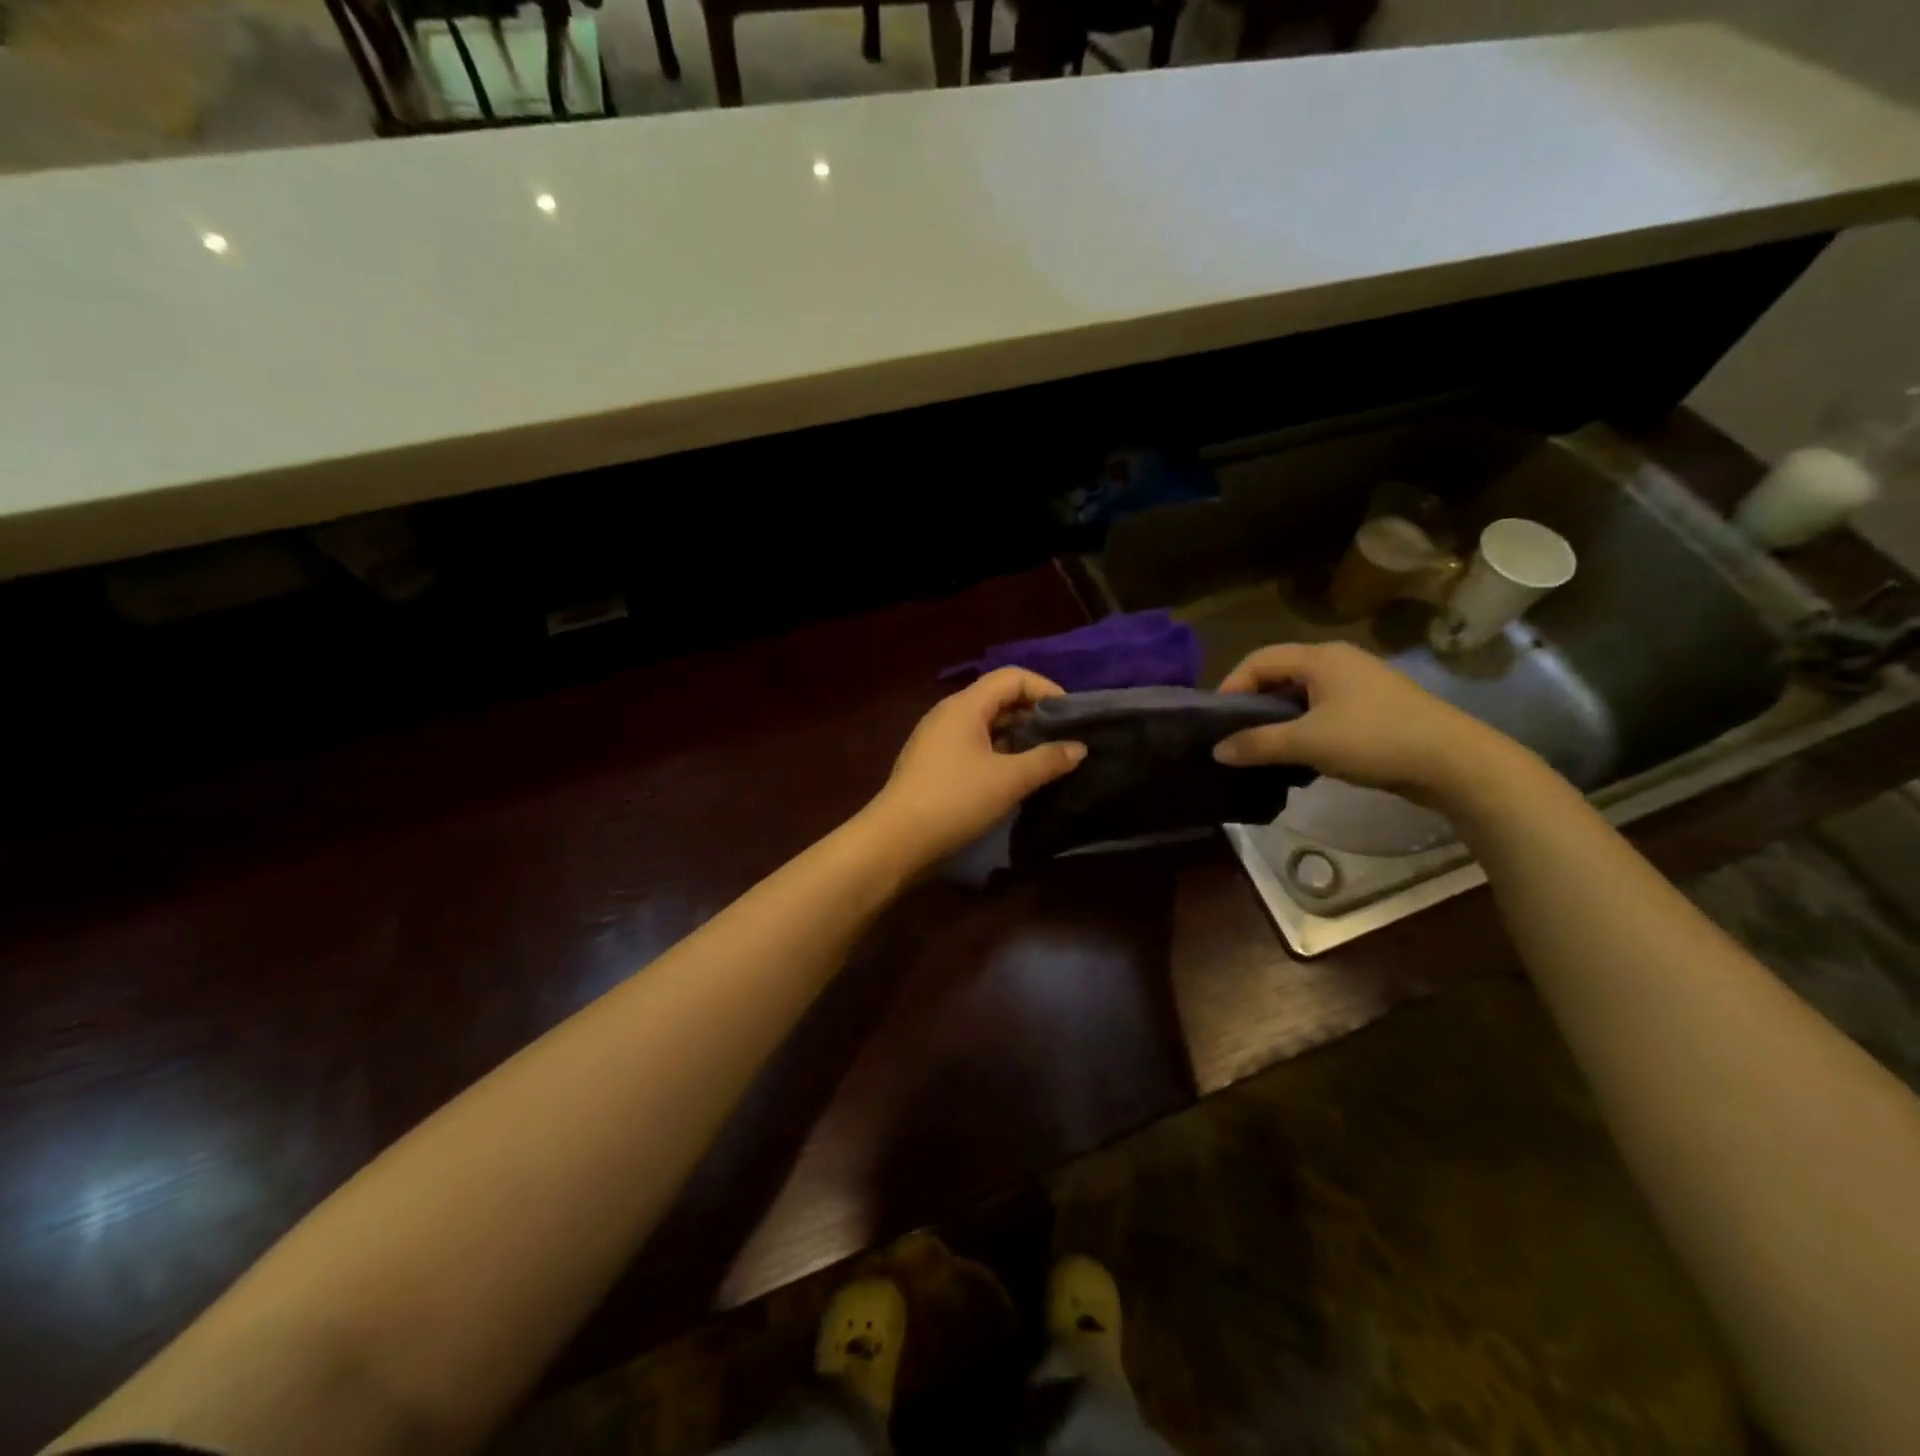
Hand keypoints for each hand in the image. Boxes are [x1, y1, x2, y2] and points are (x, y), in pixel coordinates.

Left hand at [863, 668, 1086, 866]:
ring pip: (986, 725)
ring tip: (1044, 760)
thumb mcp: (1009, 780)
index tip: (1070, 717)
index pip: (1012, 677)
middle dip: (1033, 714)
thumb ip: (1048, 760)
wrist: (896, 840)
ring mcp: (937, 739)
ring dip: (1016, 736)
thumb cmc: (955, 800)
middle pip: (998, 698)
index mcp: (965, 706)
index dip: (1045, 689)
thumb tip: (1078, 748)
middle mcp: (948, 714)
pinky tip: (1013, 777)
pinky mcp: (933, 763)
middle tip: (1063, 740)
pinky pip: (973, 745)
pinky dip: (998, 753)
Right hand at [1212, 642, 1517, 807]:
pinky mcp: (1375, 705)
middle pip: (1279, 673)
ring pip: (1302, 692)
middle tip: (1235, 734)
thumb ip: (1258, 744)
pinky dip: (1304, 725)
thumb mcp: (1307, 743)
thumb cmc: (1374, 740)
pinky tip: (1301, 752)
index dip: (1231, 686)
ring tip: (1264, 746)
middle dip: (1253, 702)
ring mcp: (1360, 681)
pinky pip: (1323, 707)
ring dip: (1278, 717)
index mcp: (1320, 657)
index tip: (1216, 721)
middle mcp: (1338, 660)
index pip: (1258, 660)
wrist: (1455, 761)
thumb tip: (1217, 750)